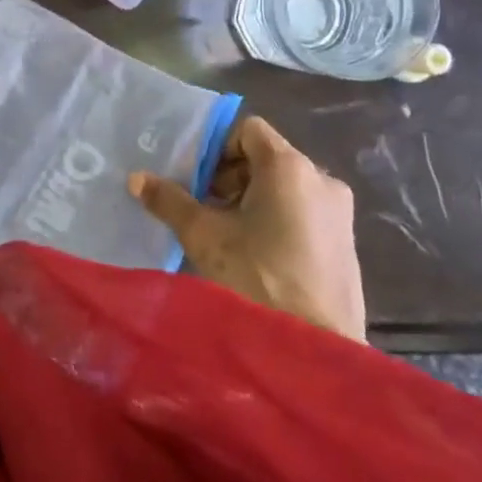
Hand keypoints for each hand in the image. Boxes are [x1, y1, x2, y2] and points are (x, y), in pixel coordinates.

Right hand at [130, 116, 365, 341]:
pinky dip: (275, 220)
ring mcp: (339, 213)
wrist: (314, 350)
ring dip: (250, 200)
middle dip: (229, 177)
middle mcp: (321, 180)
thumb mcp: (204, 236)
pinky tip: (255, 256)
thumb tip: (136, 178)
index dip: (216, 147)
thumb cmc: (256, 277)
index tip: (196, 179)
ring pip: (284, 188)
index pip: (248, 130)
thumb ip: (170, 201)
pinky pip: (303, 213)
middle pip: (266, 158)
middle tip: (203, 208)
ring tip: (225, 235)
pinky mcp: (345, 244)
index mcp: (290, 167)